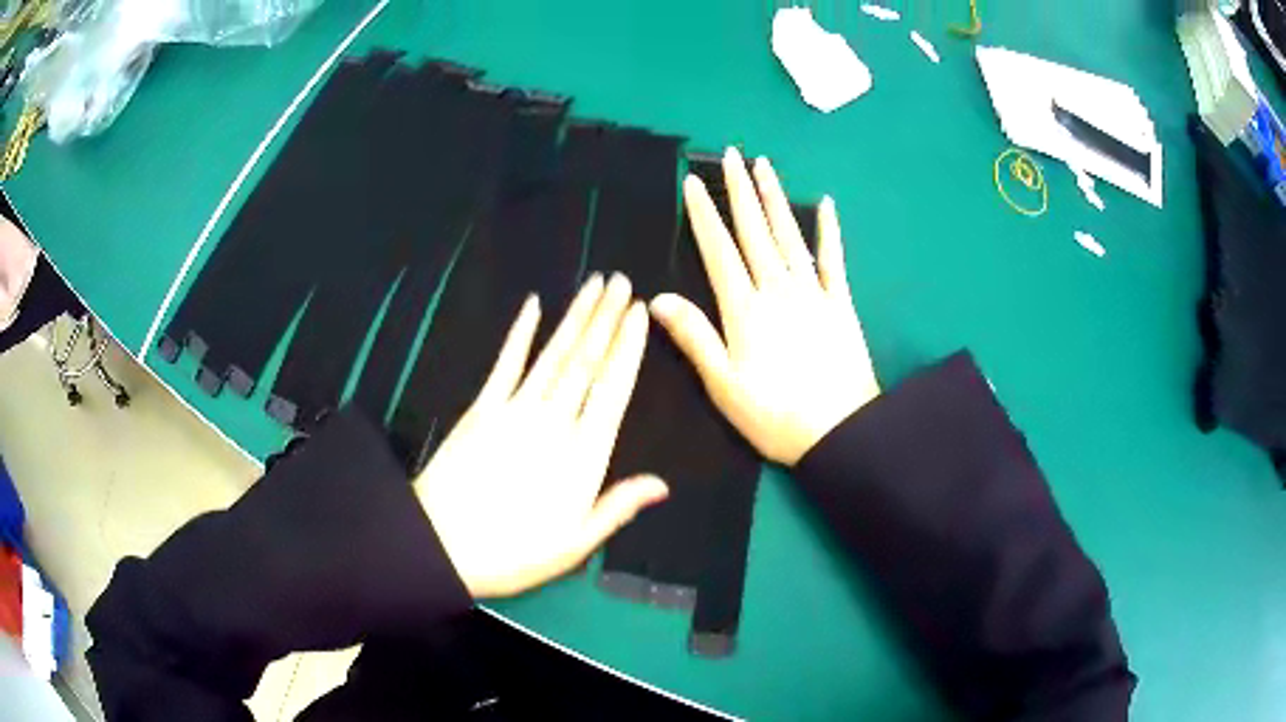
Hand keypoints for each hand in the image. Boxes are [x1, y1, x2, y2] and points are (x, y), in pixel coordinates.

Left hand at [414, 274, 668, 598]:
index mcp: (583, 456)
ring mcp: (515, 410)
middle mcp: (554, 422)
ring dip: (575, 317)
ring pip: (553, 355)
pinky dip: (520, 333)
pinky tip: (533, 304)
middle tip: (622, 282)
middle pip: (586, 362)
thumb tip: (662, 484)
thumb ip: (617, 507)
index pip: (613, 391)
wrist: (441, 546)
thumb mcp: (574, 543)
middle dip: (606, 319)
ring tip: (594, 284)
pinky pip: (506, 364)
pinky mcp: (482, 408)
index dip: (627, 349)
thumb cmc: (514, 551)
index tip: (639, 315)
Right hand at [651, 148, 878, 465]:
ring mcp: (813, 292)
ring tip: (764, 165)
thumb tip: (657, 299)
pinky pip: (833, 259)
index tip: (692, 182)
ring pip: (789, 234)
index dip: (703, 215)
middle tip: (730, 155)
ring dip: (775, 198)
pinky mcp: (840, 303)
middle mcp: (778, 289)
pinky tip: (826, 204)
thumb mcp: (724, 385)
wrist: (840, 431)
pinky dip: (829, 230)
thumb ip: (694, 338)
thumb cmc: (775, 414)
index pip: (719, 250)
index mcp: (744, 309)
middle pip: (755, 230)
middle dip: (739, 190)